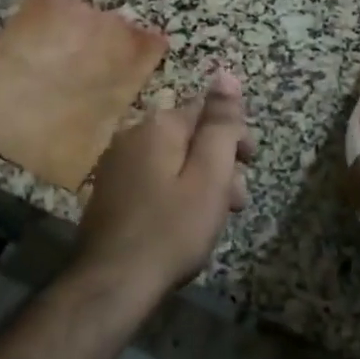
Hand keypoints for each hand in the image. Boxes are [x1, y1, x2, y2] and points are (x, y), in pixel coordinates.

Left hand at [77, 73, 254, 298]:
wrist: (111, 284)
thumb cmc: (171, 229)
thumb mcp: (209, 175)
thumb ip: (220, 124)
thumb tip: (226, 74)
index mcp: (158, 125)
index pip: (207, 111)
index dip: (234, 135)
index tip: (250, 164)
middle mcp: (133, 134)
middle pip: (189, 136)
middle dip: (218, 162)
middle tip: (236, 201)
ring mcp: (116, 164)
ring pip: (171, 161)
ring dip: (198, 181)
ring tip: (213, 219)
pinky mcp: (109, 192)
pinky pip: (152, 180)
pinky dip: (173, 193)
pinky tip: (181, 224)